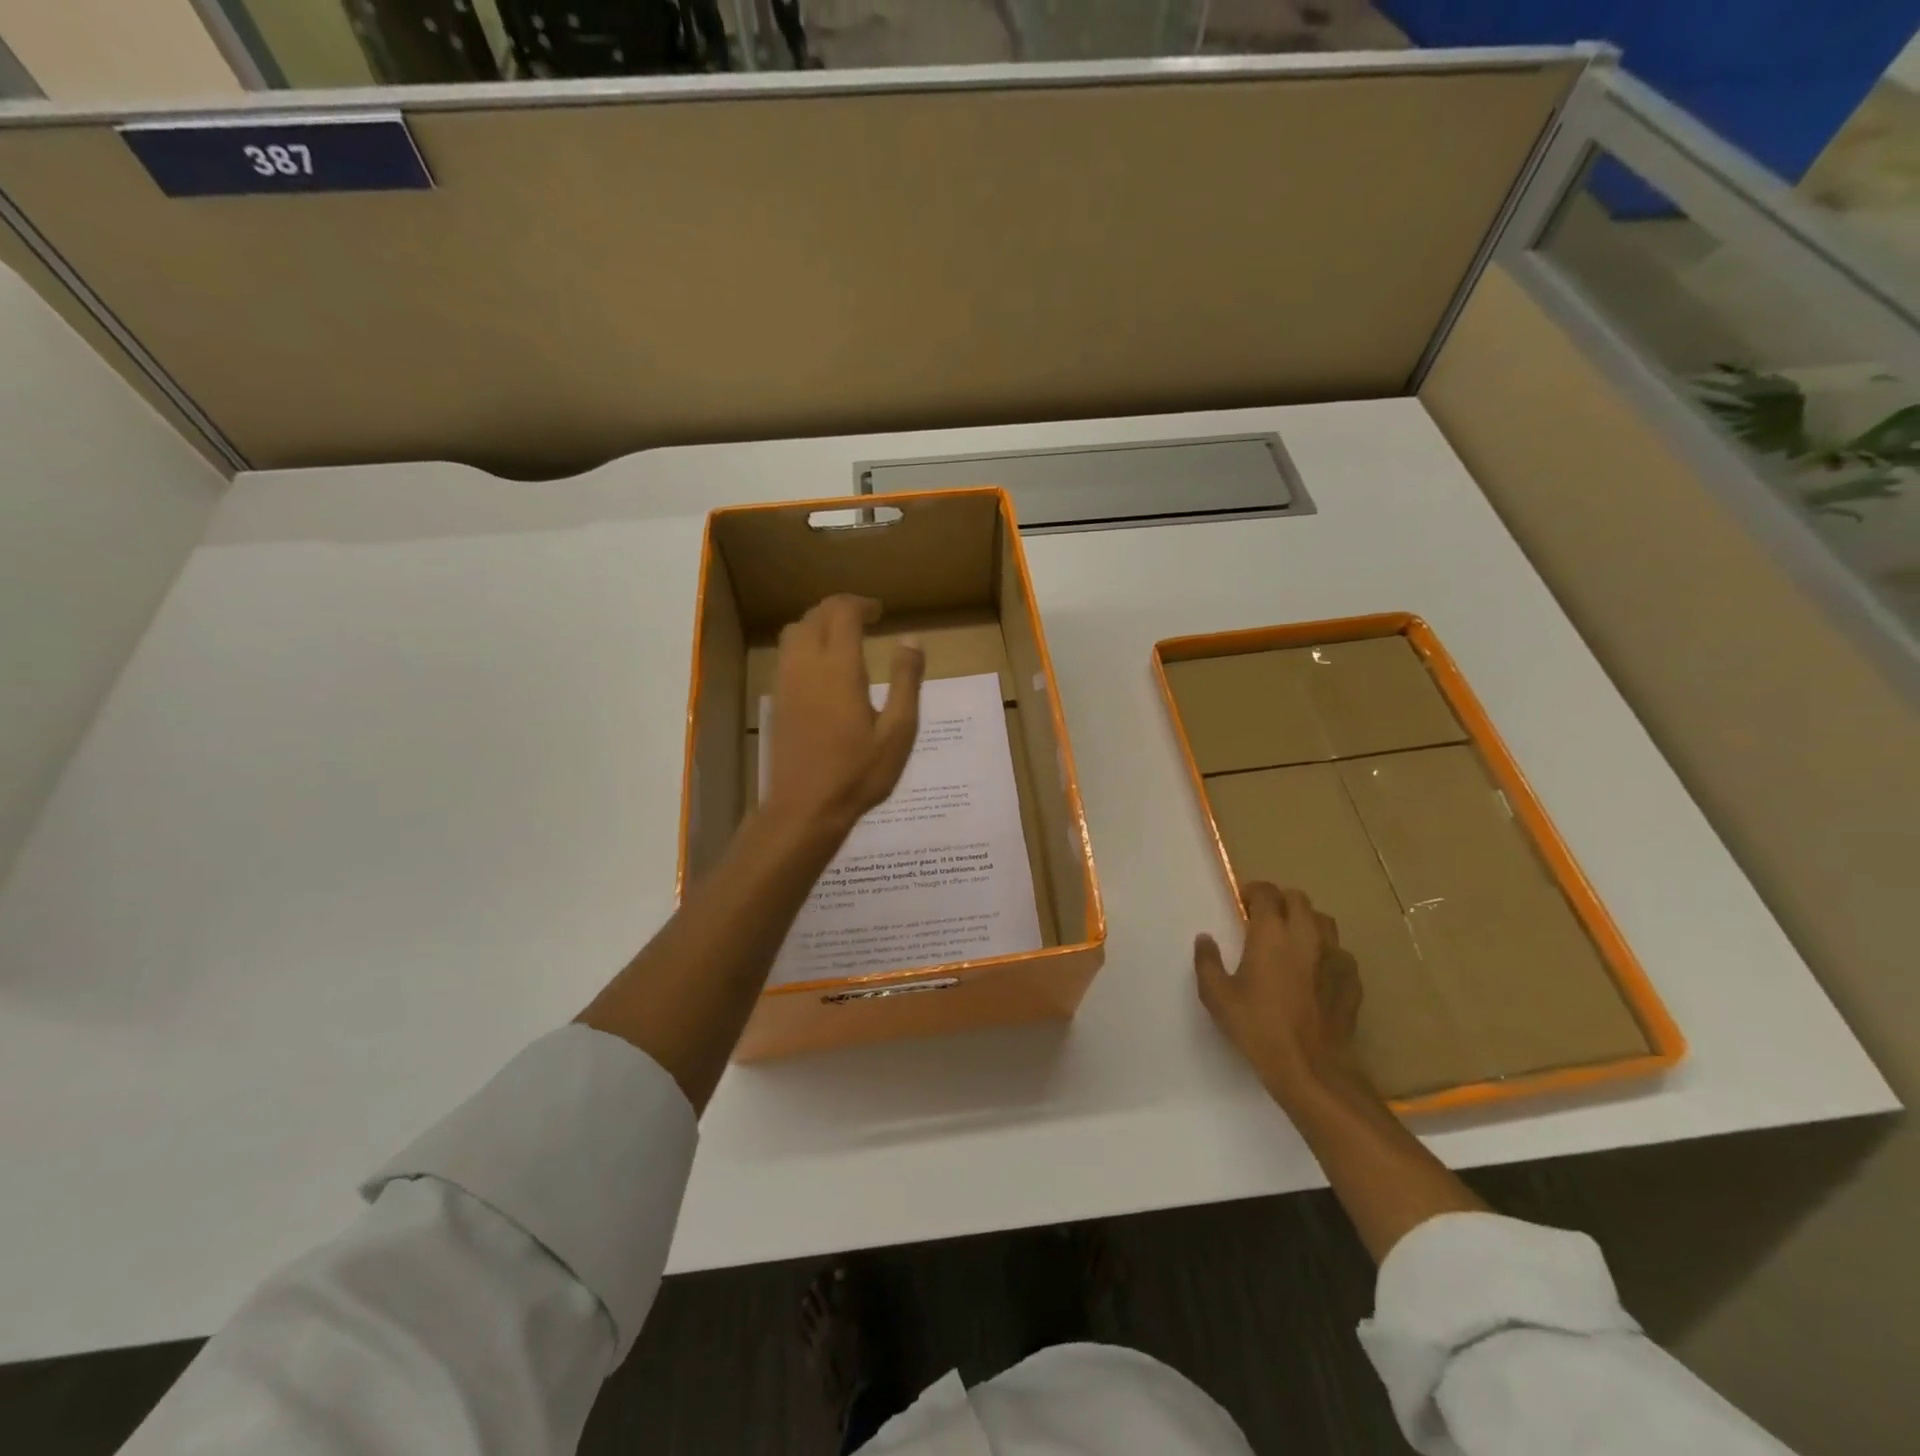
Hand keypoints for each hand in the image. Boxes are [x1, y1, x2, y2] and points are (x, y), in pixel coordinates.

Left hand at [764, 594, 924, 837]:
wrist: (805, 807)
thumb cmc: (859, 772)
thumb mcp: (898, 731)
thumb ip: (905, 681)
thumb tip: (911, 640)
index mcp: (838, 668)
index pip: (842, 613)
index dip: (861, 604)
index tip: (880, 613)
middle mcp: (806, 665)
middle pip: (815, 615)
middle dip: (839, 608)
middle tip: (864, 618)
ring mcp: (786, 683)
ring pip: (794, 632)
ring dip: (818, 623)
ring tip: (842, 637)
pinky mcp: (777, 701)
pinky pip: (786, 654)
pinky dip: (804, 643)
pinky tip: (822, 667)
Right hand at [1195, 883, 1363, 1105]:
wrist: (1311, 1068)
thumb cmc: (1258, 1028)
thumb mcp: (1217, 996)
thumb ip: (1207, 962)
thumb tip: (1205, 939)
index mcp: (1271, 933)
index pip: (1267, 892)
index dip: (1254, 892)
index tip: (1243, 903)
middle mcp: (1306, 935)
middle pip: (1298, 899)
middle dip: (1280, 902)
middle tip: (1265, 920)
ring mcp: (1335, 956)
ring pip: (1323, 921)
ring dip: (1306, 922)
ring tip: (1292, 940)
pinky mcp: (1352, 979)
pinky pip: (1339, 952)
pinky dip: (1325, 951)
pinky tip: (1315, 971)